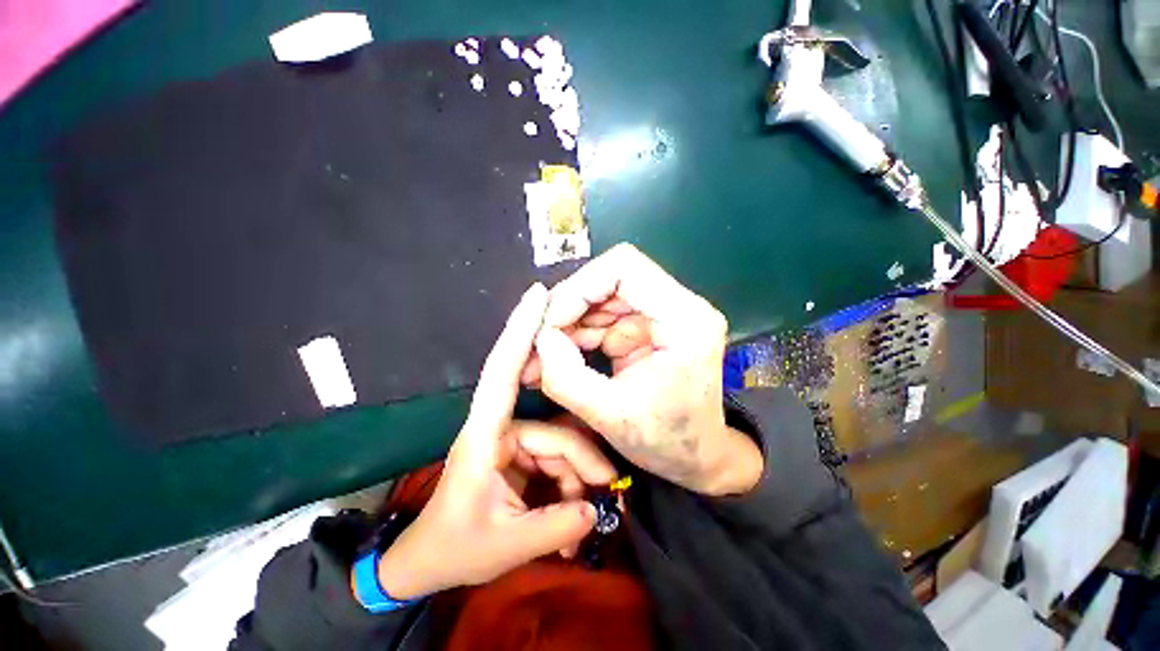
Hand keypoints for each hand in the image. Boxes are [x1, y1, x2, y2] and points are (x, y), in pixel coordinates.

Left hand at [371, 283, 616, 600]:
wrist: (425, 566)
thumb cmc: (452, 549)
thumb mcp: (504, 546)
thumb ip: (555, 528)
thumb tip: (596, 510)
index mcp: (484, 436)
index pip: (502, 371)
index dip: (520, 329)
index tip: (537, 294)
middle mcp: (501, 428)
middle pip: (554, 429)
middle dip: (581, 461)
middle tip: (606, 492)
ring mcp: (513, 441)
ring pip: (560, 447)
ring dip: (576, 482)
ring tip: (580, 524)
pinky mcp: (521, 455)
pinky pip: (555, 461)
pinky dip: (567, 488)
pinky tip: (571, 518)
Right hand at [526, 244, 762, 496]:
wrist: (696, 458)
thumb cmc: (666, 442)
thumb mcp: (611, 416)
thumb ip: (566, 377)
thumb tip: (539, 338)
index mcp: (685, 319)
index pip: (625, 268)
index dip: (580, 287)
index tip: (551, 321)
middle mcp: (678, 306)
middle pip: (609, 279)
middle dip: (569, 307)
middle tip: (540, 339)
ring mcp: (661, 315)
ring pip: (601, 297)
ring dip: (569, 321)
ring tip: (543, 353)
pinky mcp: (646, 327)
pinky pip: (603, 317)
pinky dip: (578, 333)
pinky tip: (561, 355)